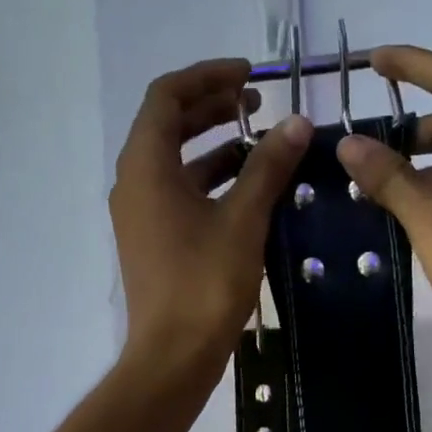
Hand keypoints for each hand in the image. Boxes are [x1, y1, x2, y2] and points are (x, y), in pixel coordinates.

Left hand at [110, 58, 312, 380]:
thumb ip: (268, 167)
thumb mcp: (243, 220)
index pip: (167, 96)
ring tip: (263, 141)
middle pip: (169, 124)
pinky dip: (212, 180)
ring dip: (216, 144)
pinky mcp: (154, 239)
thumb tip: (297, 123)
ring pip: (177, 161)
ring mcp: (142, 213)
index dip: (208, 76)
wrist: (173, 356)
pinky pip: (180, 192)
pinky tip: (251, 188)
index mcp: (146, 166)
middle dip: (213, 106)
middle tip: (259, 101)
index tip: (252, 75)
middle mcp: (135, 182)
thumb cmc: (205, 284)